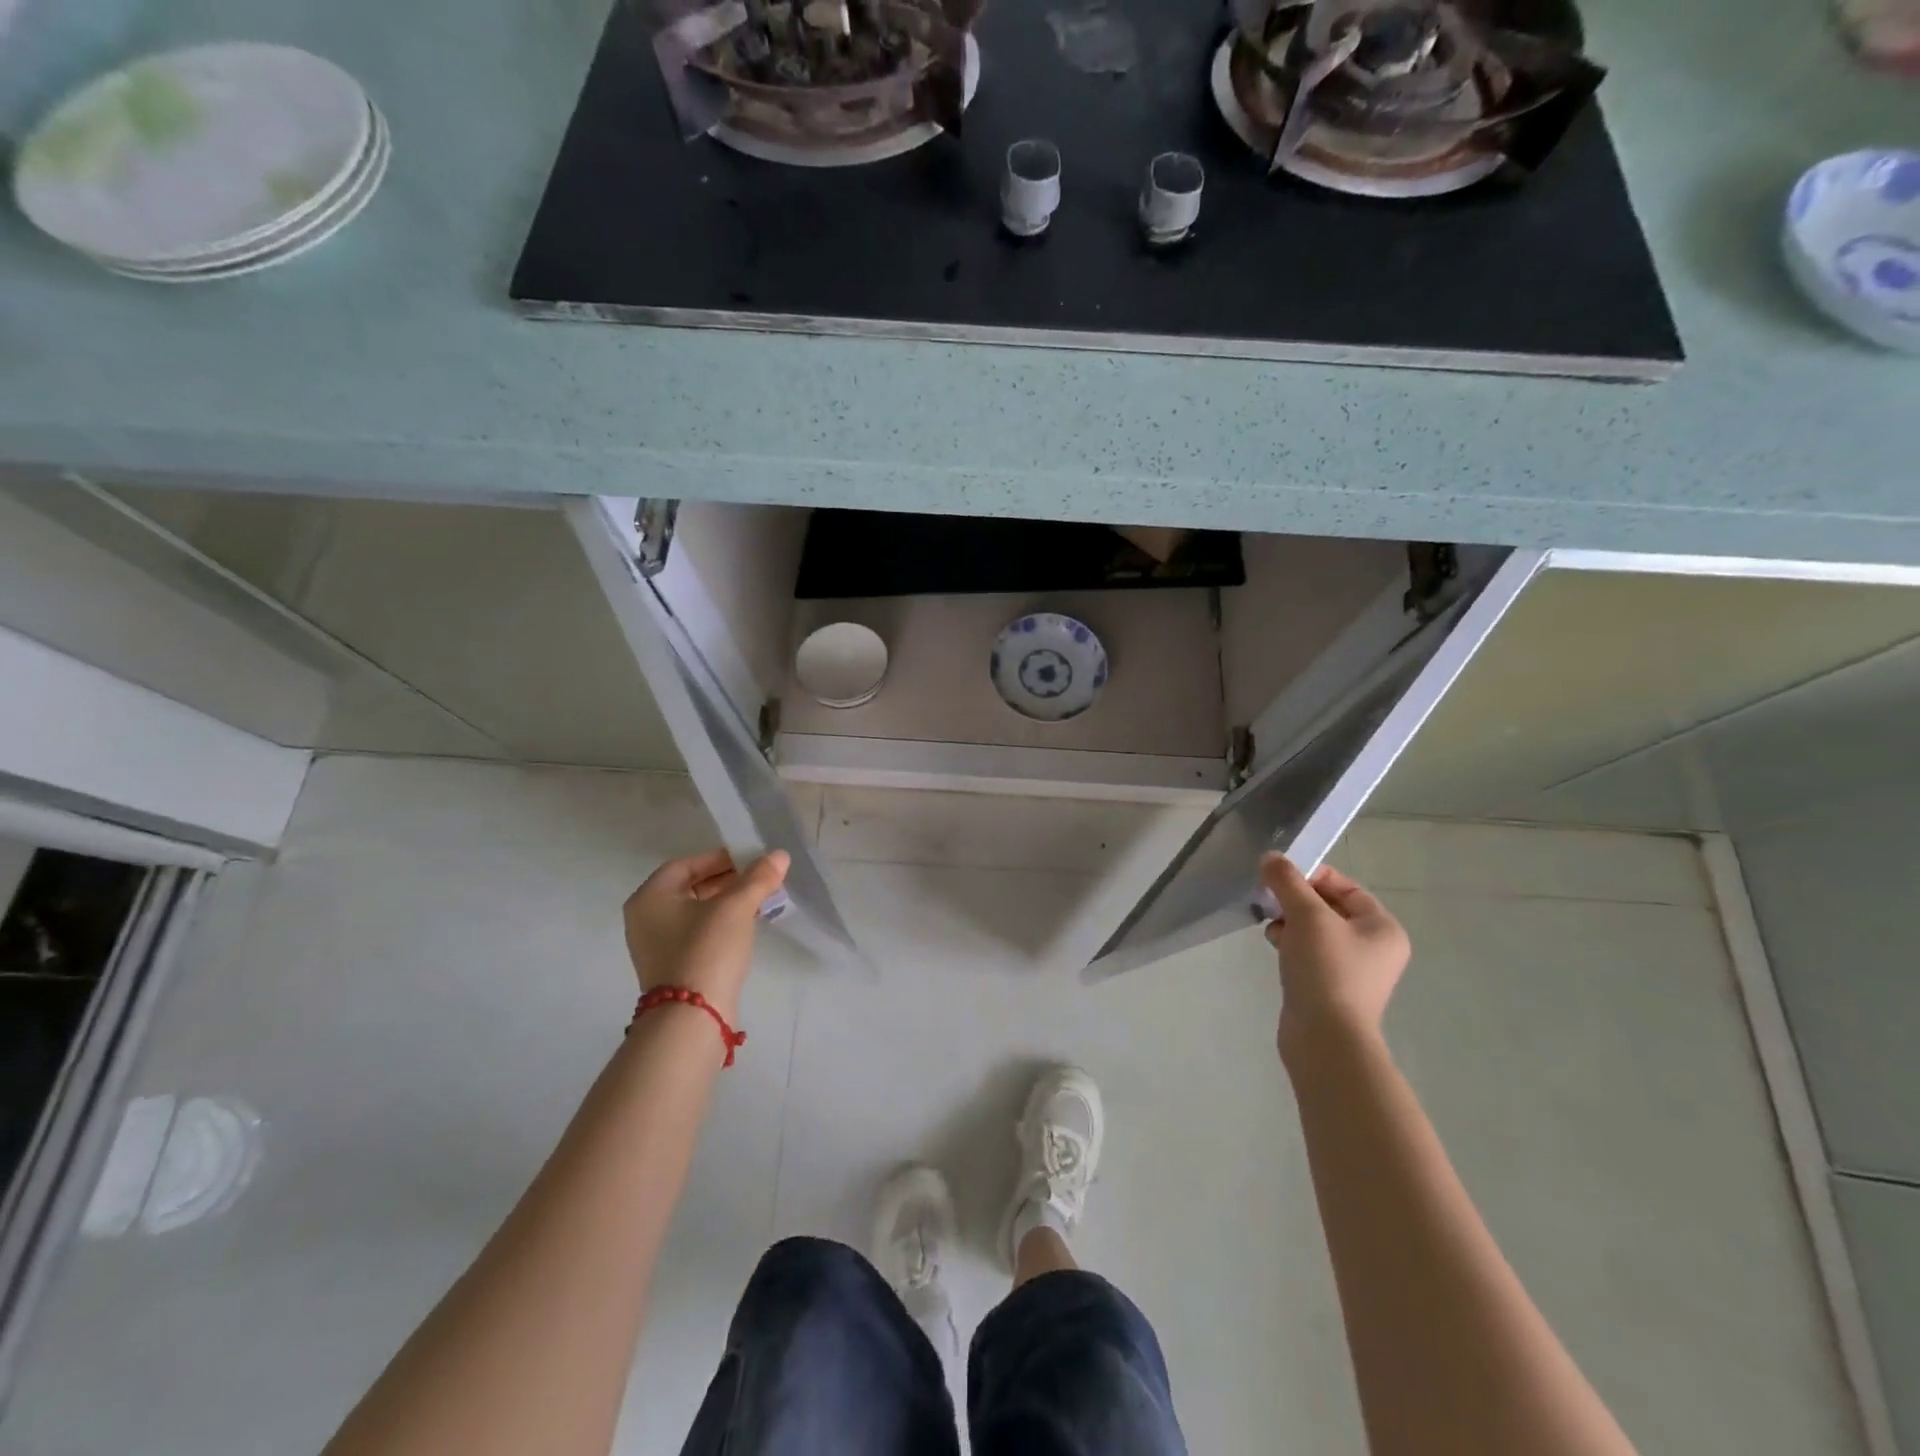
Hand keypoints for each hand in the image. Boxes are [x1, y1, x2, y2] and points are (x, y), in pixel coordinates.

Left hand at [622, 848, 789, 1019]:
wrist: (692, 1018)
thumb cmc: (706, 950)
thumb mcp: (736, 907)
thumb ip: (758, 878)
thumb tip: (780, 855)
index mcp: (650, 897)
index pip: (685, 864)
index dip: (719, 858)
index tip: (750, 860)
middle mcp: (646, 919)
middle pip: (689, 887)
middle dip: (726, 880)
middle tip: (759, 879)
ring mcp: (657, 947)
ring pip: (695, 912)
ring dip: (726, 903)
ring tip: (760, 900)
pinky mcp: (672, 968)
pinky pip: (697, 934)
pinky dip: (720, 925)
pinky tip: (746, 927)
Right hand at [1261, 854, 1409, 1057]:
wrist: (1325, 1038)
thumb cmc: (1326, 970)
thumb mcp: (1307, 916)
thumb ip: (1288, 882)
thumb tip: (1271, 858)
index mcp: (1382, 928)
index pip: (1347, 887)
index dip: (1313, 876)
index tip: (1281, 878)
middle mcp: (1374, 947)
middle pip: (1329, 907)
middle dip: (1296, 901)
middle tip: (1271, 902)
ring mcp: (1353, 970)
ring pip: (1315, 930)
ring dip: (1290, 922)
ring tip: (1272, 929)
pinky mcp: (1330, 987)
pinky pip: (1309, 953)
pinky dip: (1291, 945)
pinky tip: (1275, 947)